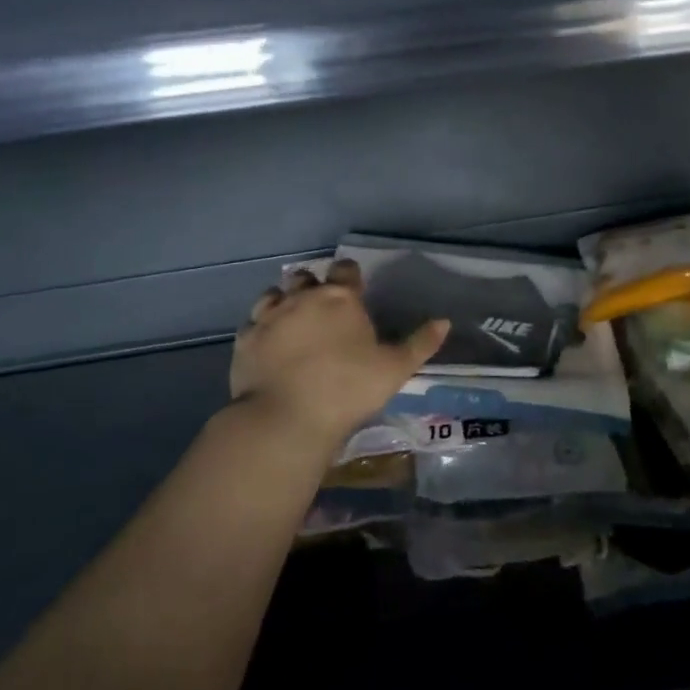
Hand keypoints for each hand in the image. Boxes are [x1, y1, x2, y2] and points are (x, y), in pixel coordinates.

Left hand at [231, 261, 448, 448]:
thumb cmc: (348, 389)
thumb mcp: (395, 369)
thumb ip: (420, 343)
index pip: (346, 270)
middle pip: (306, 277)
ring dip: (285, 301)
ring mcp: (269, 317)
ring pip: (274, 294)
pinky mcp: (245, 340)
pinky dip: (262, 327)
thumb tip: (444, 321)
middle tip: (324, 308)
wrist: (286, 418)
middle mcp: (302, 298)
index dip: (350, 276)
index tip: (355, 289)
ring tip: (293, 322)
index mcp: (340, 298)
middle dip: (314, 286)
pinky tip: (269, 344)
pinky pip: (252, 322)